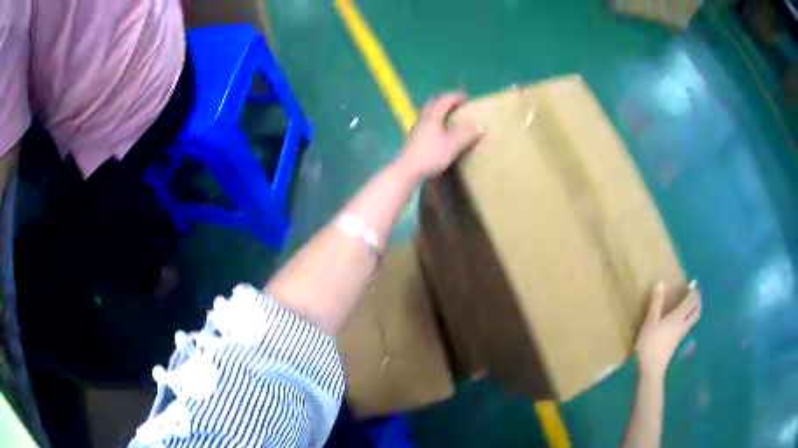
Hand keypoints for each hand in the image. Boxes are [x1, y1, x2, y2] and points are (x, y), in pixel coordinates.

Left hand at [396, 93, 481, 179]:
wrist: (407, 170)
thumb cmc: (430, 156)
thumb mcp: (452, 145)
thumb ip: (466, 134)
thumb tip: (480, 125)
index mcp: (432, 117)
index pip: (444, 101)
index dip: (455, 97)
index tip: (466, 97)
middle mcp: (423, 119)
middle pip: (433, 104)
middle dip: (445, 101)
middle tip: (457, 104)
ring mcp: (416, 129)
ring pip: (428, 113)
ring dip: (438, 111)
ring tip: (449, 116)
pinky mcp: (413, 139)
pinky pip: (426, 123)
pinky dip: (435, 121)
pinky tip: (438, 131)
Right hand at [635, 281, 701, 379]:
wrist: (652, 369)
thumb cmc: (650, 344)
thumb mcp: (650, 322)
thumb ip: (656, 303)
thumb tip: (661, 283)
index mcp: (678, 317)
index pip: (691, 301)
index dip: (693, 291)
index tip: (693, 282)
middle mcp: (683, 324)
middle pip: (696, 311)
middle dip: (697, 300)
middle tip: (694, 292)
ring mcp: (681, 334)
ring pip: (693, 319)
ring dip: (694, 309)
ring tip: (690, 303)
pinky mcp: (677, 342)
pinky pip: (688, 325)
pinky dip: (689, 317)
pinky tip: (682, 319)